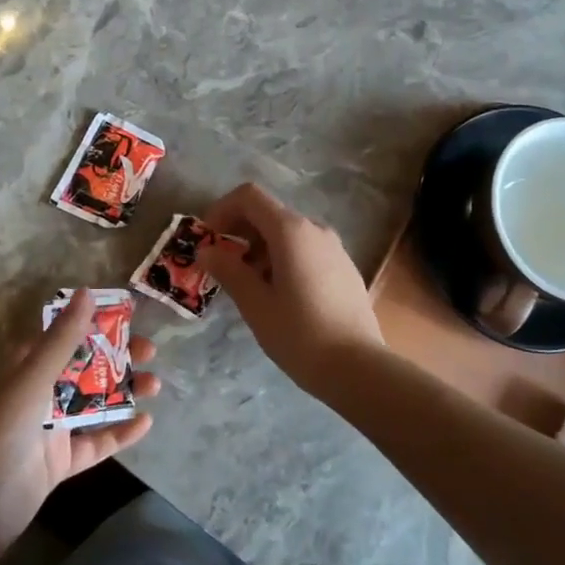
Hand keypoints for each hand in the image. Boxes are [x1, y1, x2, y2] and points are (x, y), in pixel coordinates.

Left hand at [0, 290, 160, 559]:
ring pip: (93, 404)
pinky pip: (95, 442)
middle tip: (150, 351)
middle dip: (117, 357)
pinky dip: (120, 433)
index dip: (92, 323)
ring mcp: (49, 430)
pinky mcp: (60, 463)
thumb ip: (63, 339)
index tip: (127, 314)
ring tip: (156, 385)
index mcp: (26, 369)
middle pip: (84, 368)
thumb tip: (87, 292)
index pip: (62, 336)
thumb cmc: (0, 432)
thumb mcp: (33, 379)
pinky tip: (146, 423)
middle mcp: (38, 394)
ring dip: (123, 392)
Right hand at [198, 183, 382, 391]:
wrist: (359, 368)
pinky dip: (283, 259)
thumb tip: (206, 251)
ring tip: (249, 287)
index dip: (222, 210)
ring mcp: (334, 247)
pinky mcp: (344, 267)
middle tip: (221, 267)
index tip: (207, 240)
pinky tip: (279, 296)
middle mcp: (315, 229)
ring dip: (260, 249)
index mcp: (291, 231)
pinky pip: (306, 250)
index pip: (249, 196)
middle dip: (239, 233)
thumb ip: (229, 271)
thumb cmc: (300, 334)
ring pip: (288, 234)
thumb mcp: (256, 305)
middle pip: (268, 213)